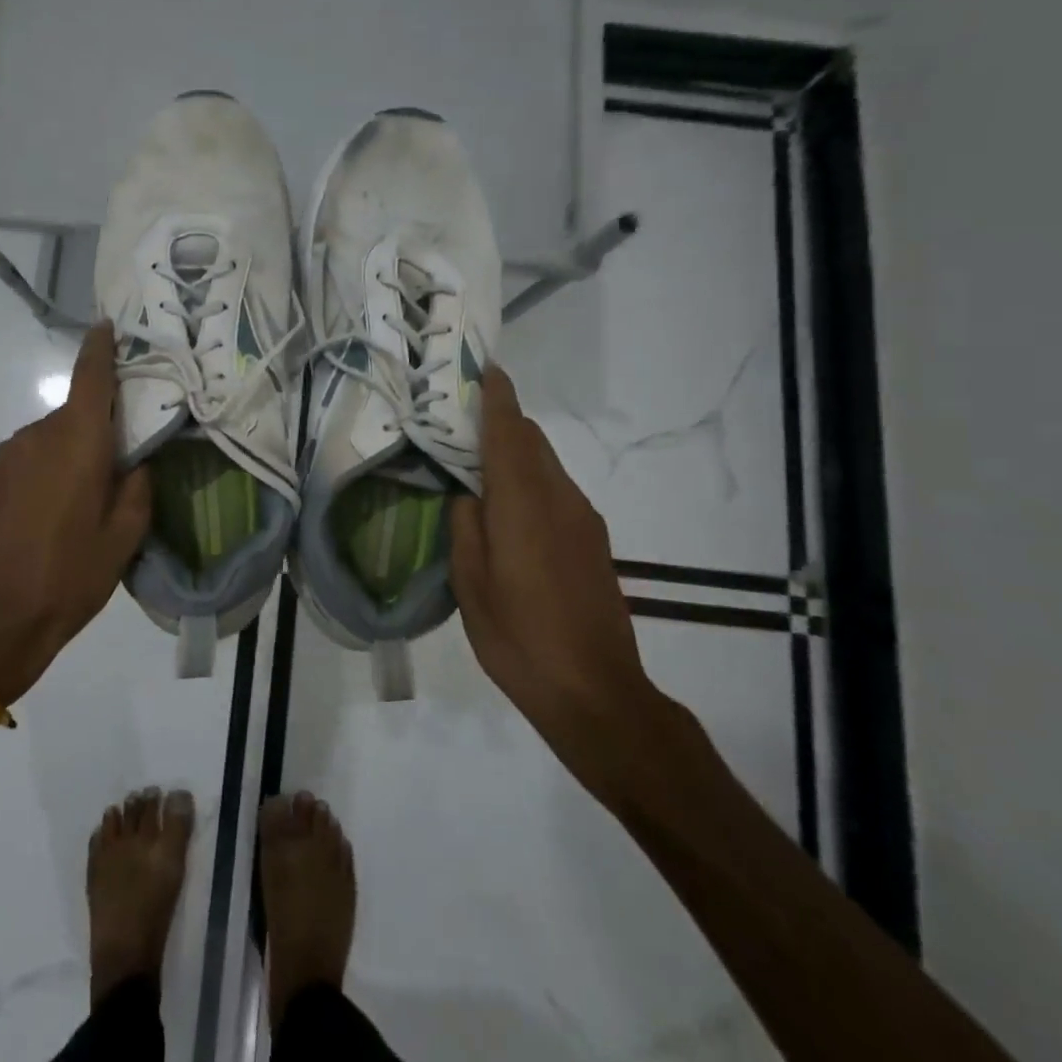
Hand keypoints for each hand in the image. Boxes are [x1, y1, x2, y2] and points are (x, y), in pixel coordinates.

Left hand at [0, 323, 150, 706]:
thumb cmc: (71, 574)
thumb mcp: (125, 535)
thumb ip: (138, 485)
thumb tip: (136, 461)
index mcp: (78, 441)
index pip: (91, 376)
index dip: (101, 347)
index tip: (109, 326)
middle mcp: (40, 434)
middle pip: (78, 411)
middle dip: (101, 423)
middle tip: (125, 455)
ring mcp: (10, 453)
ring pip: (56, 434)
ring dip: (76, 448)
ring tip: (91, 492)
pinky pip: (35, 453)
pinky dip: (53, 463)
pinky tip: (60, 504)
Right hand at [450, 367, 667, 789]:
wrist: (597, 692)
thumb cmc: (520, 638)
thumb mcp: (471, 584)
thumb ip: (466, 526)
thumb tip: (468, 494)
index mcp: (524, 503)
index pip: (510, 432)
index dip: (497, 397)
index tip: (484, 368)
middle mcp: (560, 499)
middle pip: (533, 441)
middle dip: (503, 421)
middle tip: (464, 419)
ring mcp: (583, 519)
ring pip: (547, 465)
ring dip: (517, 452)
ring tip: (480, 465)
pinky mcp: (594, 541)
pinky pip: (557, 491)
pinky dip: (531, 481)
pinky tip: (510, 510)